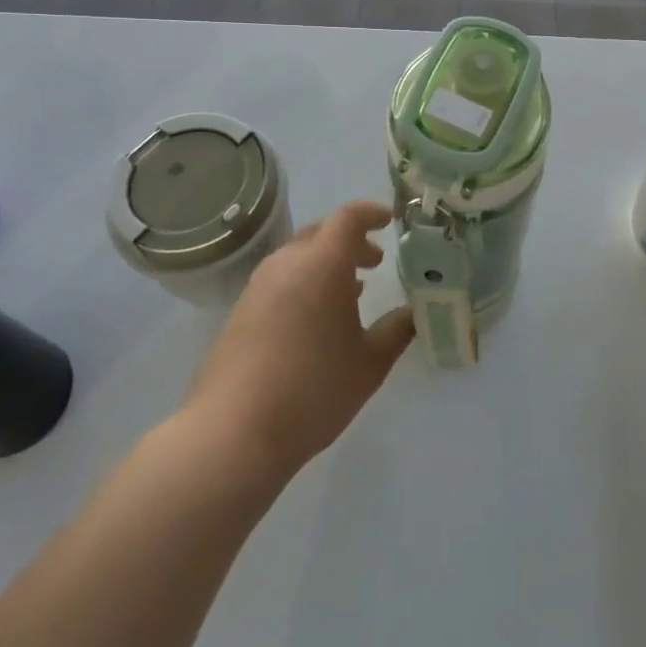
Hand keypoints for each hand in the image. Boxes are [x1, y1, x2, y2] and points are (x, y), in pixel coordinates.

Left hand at [182, 200, 413, 476]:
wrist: (232, 433)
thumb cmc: (313, 389)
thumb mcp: (370, 363)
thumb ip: (397, 330)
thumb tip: (414, 312)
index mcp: (323, 264)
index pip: (348, 217)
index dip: (372, 213)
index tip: (391, 221)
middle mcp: (287, 264)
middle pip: (321, 232)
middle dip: (351, 240)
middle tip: (375, 262)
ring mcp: (259, 287)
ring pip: (299, 256)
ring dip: (326, 262)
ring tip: (351, 292)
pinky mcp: (241, 312)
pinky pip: (281, 279)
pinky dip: (305, 281)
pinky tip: (317, 318)